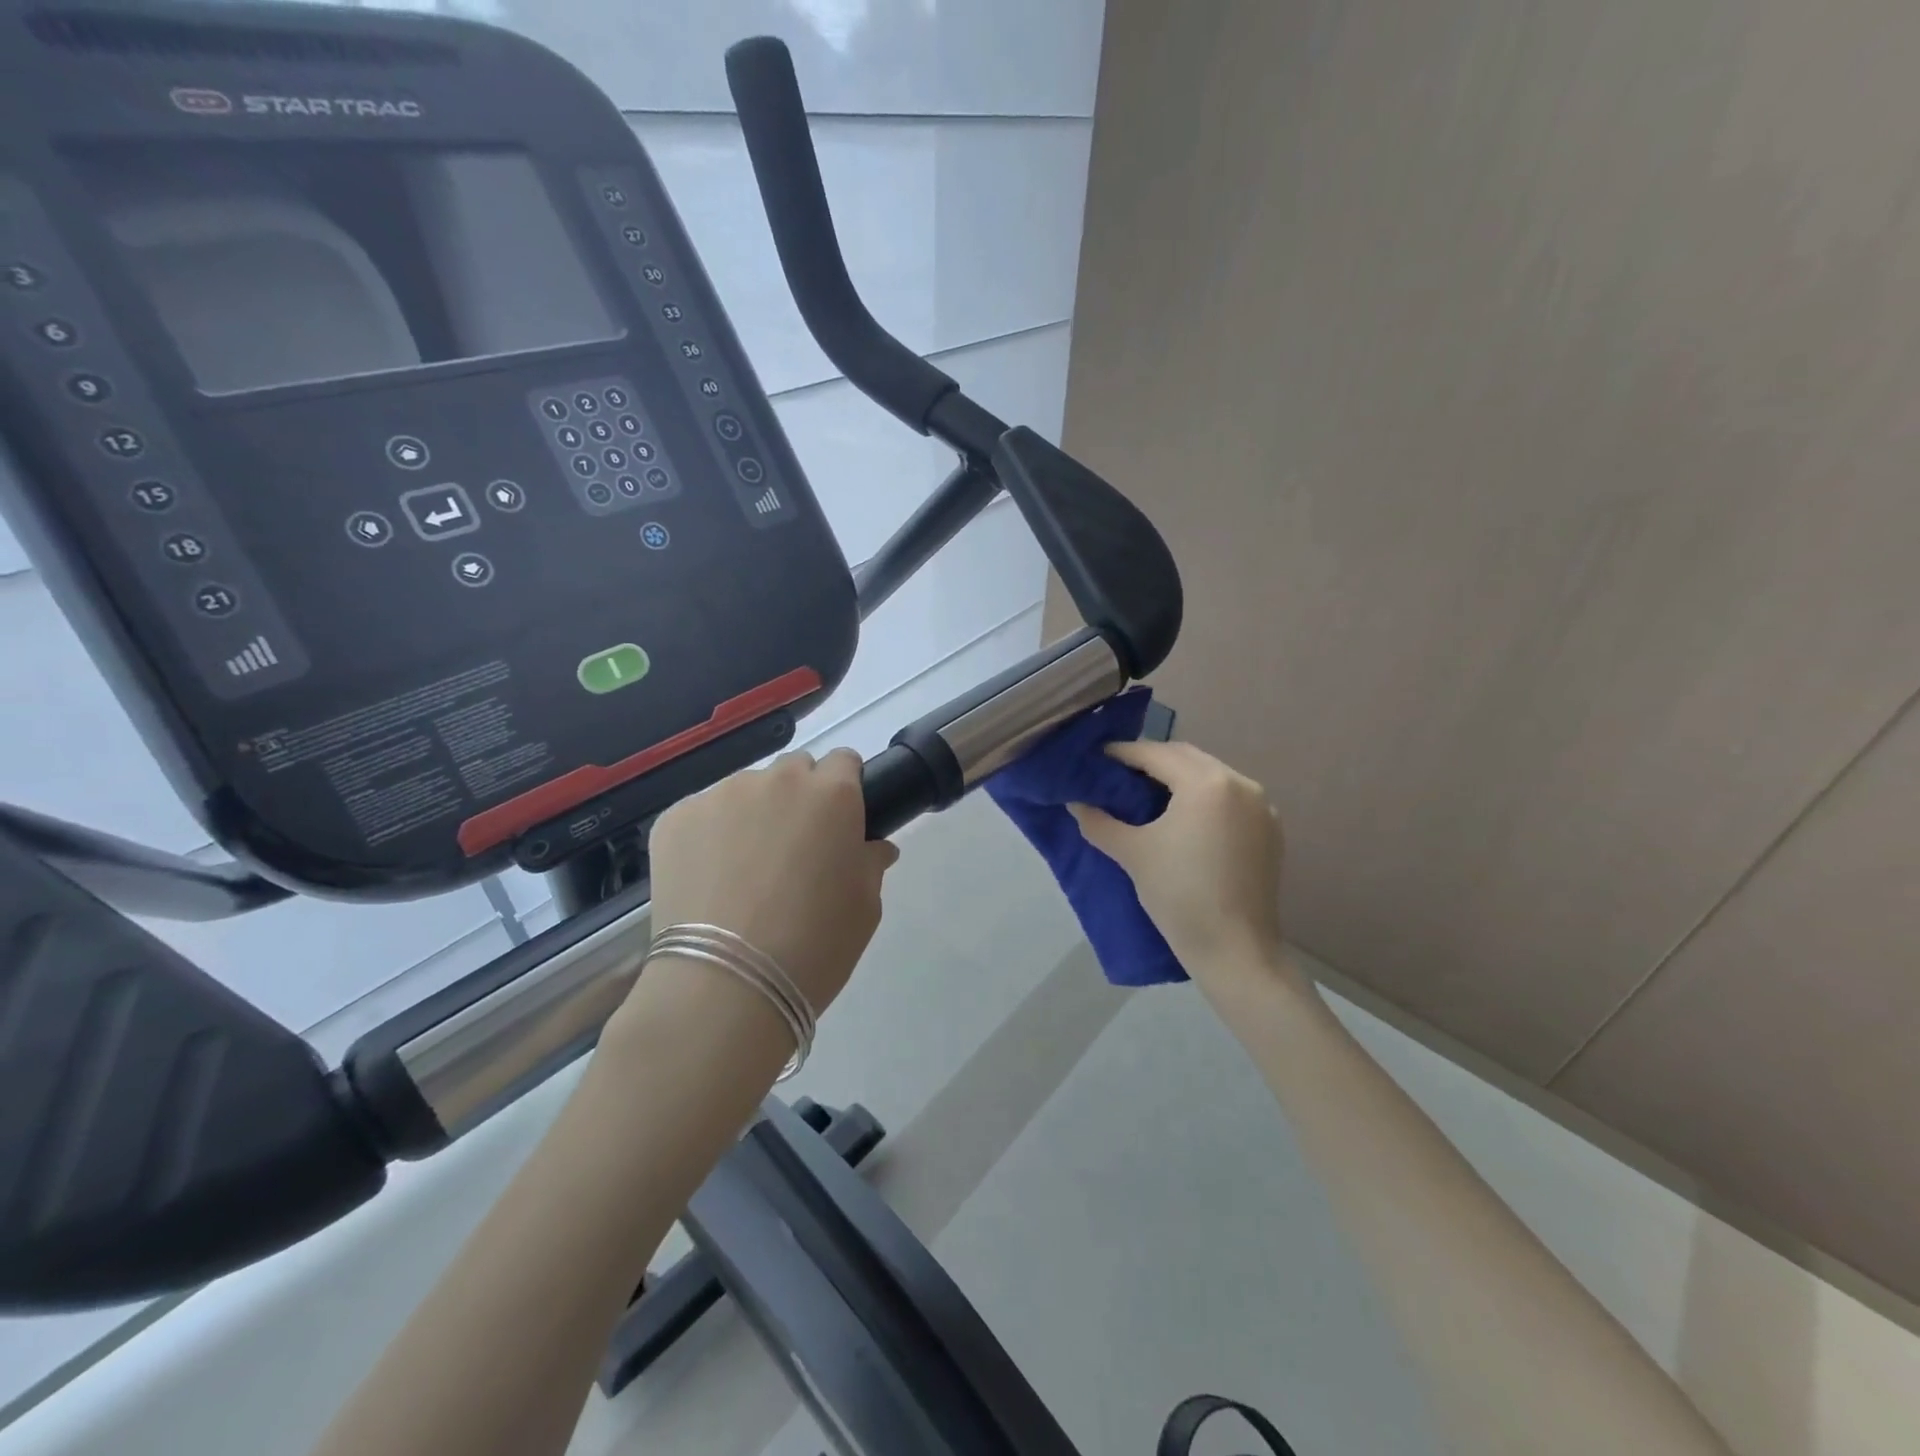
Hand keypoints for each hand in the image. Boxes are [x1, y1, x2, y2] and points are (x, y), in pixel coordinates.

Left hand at [645, 748, 898, 1013]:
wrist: (725, 986)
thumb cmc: (814, 945)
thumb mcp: (865, 907)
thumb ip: (871, 862)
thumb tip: (871, 847)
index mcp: (832, 793)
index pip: (844, 762)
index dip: (844, 789)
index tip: (839, 822)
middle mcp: (777, 780)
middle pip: (794, 770)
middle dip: (799, 797)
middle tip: (794, 848)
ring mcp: (720, 795)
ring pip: (746, 791)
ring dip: (753, 815)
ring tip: (744, 870)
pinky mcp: (675, 818)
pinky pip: (703, 814)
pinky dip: (710, 836)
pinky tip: (709, 880)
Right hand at [1069, 740, 1295, 992]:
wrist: (1235, 951)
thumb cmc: (1179, 896)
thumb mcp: (1132, 854)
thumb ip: (1099, 822)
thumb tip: (1075, 803)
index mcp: (1207, 783)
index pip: (1156, 754)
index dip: (1122, 753)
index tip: (1096, 758)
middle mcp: (1240, 784)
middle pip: (1187, 757)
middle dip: (1151, 760)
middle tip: (1118, 773)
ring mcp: (1261, 807)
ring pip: (1211, 775)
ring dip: (1179, 777)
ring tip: (1147, 793)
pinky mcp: (1270, 830)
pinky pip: (1230, 798)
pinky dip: (1203, 797)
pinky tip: (1183, 816)